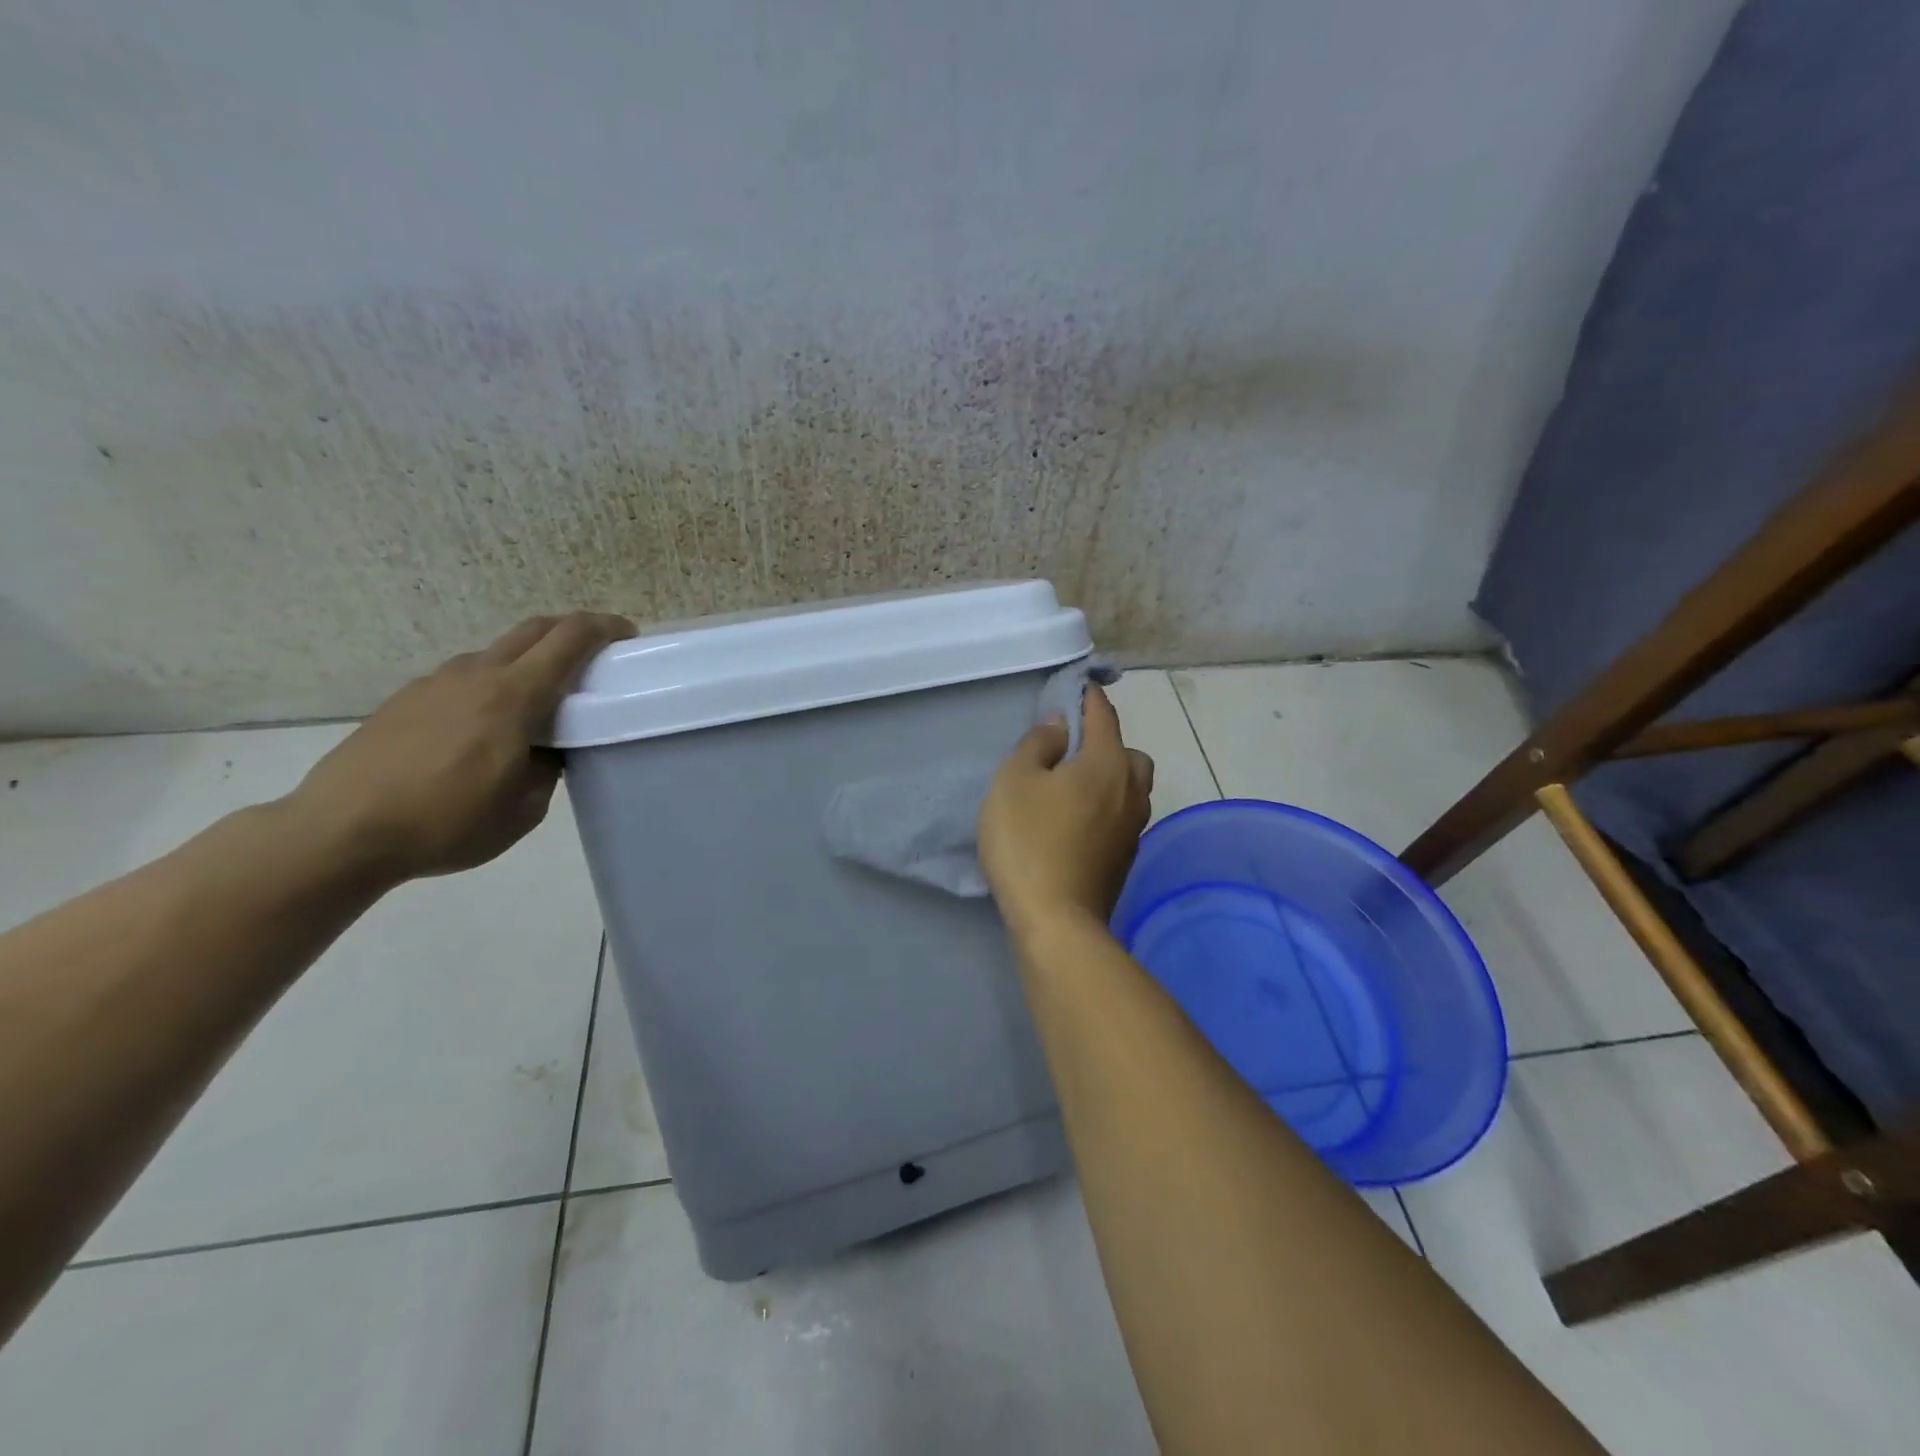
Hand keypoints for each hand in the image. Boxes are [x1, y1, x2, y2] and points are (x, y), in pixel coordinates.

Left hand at [287, 613, 633, 882]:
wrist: (339, 831)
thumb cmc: (446, 822)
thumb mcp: (524, 809)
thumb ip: (547, 768)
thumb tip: (546, 749)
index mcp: (512, 696)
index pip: (569, 639)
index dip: (604, 628)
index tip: (628, 635)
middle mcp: (475, 675)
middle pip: (533, 630)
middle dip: (571, 631)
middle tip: (595, 654)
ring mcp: (435, 683)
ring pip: (496, 652)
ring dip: (528, 660)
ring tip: (539, 699)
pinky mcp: (406, 699)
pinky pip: (464, 677)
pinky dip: (492, 683)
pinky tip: (486, 724)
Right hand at [978, 684, 1153, 937]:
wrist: (1056, 921)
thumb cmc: (1028, 841)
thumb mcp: (1014, 781)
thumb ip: (1038, 744)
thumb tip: (1060, 725)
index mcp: (1107, 762)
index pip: (1103, 714)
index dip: (1087, 695)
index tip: (1075, 684)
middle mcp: (1131, 790)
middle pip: (1128, 753)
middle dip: (1105, 743)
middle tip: (1068, 754)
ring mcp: (1133, 828)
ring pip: (1130, 788)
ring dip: (1109, 779)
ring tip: (1071, 790)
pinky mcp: (1125, 859)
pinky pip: (1121, 817)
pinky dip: (1105, 809)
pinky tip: (1075, 824)